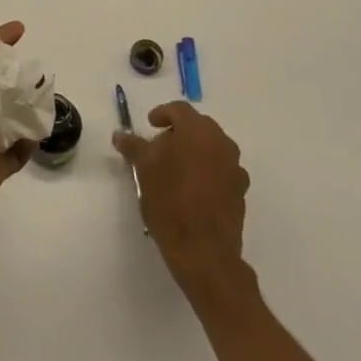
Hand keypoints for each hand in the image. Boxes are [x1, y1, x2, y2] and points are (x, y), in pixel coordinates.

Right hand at [113, 103, 249, 291]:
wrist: (204, 250)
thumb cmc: (170, 201)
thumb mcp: (144, 170)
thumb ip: (133, 146)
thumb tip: (120, 134)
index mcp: (198, 131)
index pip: (179, 110)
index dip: (162, 113)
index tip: (150, 125)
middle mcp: (222, 143)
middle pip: (198, 126)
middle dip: (179, 132)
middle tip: (159, 147)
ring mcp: (235, 167)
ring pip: (211, 148)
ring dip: (194, 151)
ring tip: (175, 169)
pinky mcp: (240, 191)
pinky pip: (221, 170)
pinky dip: (206, 171)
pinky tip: (192, 189)